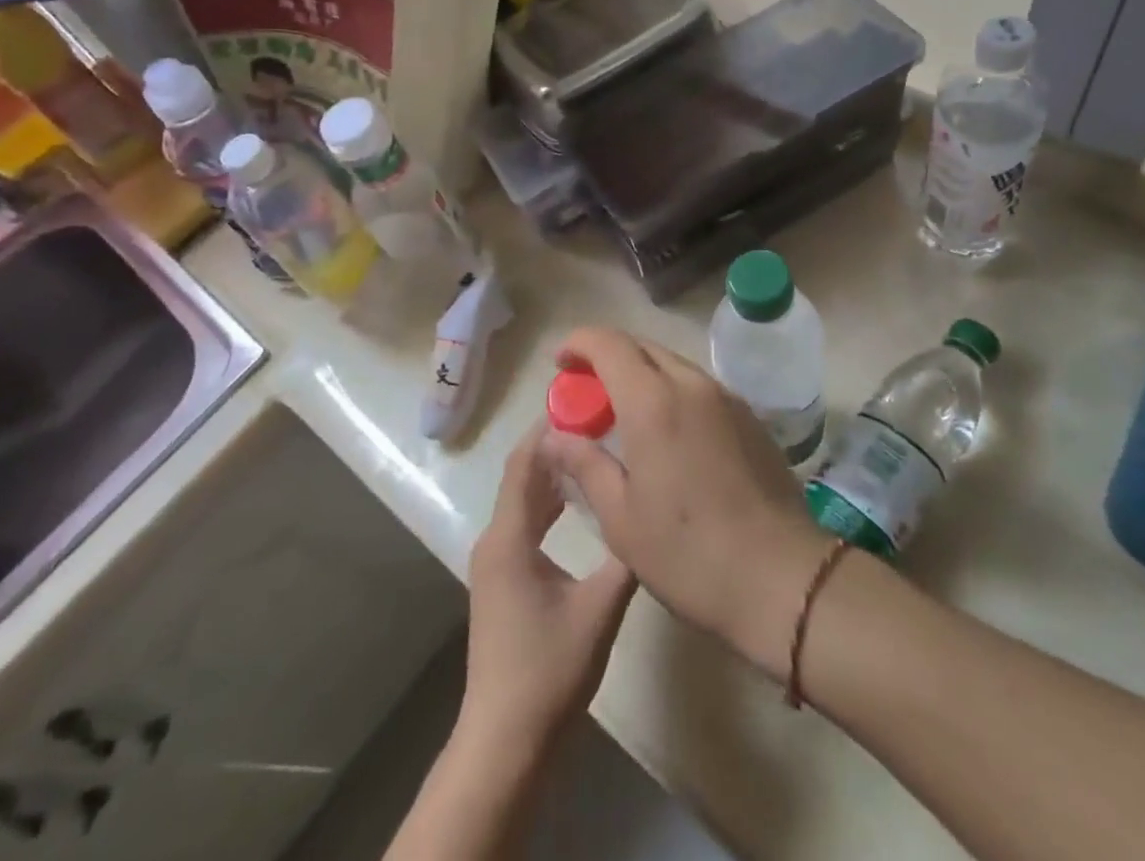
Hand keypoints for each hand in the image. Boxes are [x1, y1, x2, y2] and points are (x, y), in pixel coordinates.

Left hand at [460, 422, 636, 752]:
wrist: (505, 741)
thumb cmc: (548, 671)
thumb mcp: (599, 610)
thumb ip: (624, 558)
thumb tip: (648, 514)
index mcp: (509, 537)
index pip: (525, 463)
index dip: (550, 428)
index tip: (584, 402)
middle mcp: (496, 539)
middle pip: (523, 475)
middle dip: (555, 444)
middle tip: (598, 420)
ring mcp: (497, 561)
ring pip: (523, 499)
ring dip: (553, 473)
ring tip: (594, 448)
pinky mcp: (505, 578)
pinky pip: (525, 522)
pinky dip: (549, 502)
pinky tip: (578, 500)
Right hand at [540, 327, 832, 679]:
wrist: (781, 577)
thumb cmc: (689, 552)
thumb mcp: (621, 517)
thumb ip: (584, 464)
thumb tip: (554, 436)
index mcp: (653, 401)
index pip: (609, 344)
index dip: (579, 343)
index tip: (560, 362)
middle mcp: (691, 384)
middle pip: (642, 347)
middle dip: (608, 357)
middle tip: (586, 391)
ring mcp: (726, 398)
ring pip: (673, 364)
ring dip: (641, 374)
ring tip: (623, 412)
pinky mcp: (749, 417)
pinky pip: (699, 386)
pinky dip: (671, 390)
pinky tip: (667, 432)